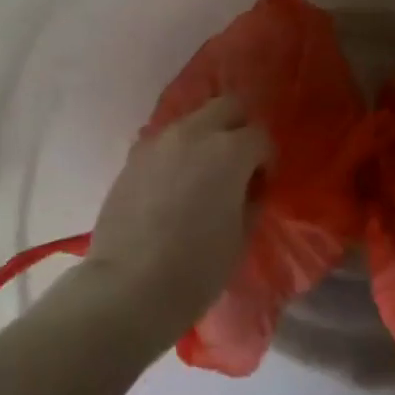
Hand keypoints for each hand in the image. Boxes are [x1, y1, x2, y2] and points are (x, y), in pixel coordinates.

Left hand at [85, 97, 271, 337]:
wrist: (128, 288)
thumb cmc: (197, 268)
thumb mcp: (241, 236)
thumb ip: (250, 200)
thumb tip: (247, 187)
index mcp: (229, 151)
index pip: (260, 136)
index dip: (266, 160)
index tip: (260, 186)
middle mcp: (194, 133)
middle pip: (227, 106)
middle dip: (239, 127)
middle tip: (238, 163)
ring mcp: (158, 142)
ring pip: (193, 120)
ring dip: (206, 137)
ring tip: (203, 175)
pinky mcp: (133, 158)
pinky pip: (165, 142)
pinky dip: (177, 153)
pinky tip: (174, 185)